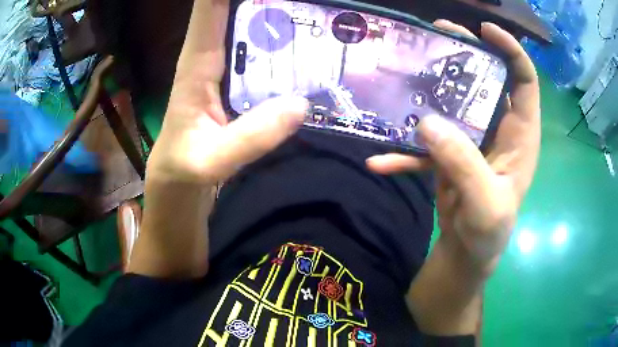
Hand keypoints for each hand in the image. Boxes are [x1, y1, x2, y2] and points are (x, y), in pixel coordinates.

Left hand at [146, 0, 307, 186]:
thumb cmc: (185, 166)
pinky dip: (279, 40)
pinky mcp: (236, 78)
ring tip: (308, 12)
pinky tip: (305, 41)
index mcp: (196, 63)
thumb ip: (251, 137)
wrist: (179, 177)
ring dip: (274, 13)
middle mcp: (211, 54)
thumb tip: (301, 105)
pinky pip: (260, 49)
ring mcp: (225, 65)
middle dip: (264, 1)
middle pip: (234, 8)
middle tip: (306, 1)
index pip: (209, 9)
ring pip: (249, 25)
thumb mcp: (213, 160)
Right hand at [367, 20, 540, 274]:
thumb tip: (428, 123)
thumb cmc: (490, 232)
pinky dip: (405, 151)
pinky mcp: (451, 152)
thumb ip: (463, 165)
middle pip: (489, 78)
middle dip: (467, 52)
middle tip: (439, 32)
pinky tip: (380, 161)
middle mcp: (499, 128)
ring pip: (456, 100)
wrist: (469, 252)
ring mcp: (473, 139)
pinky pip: (428, 143)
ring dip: (433, 85)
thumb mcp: (485, 205)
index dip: (510, 51)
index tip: (484, 31)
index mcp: (520, 135)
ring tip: (409, 66)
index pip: (524, 80)